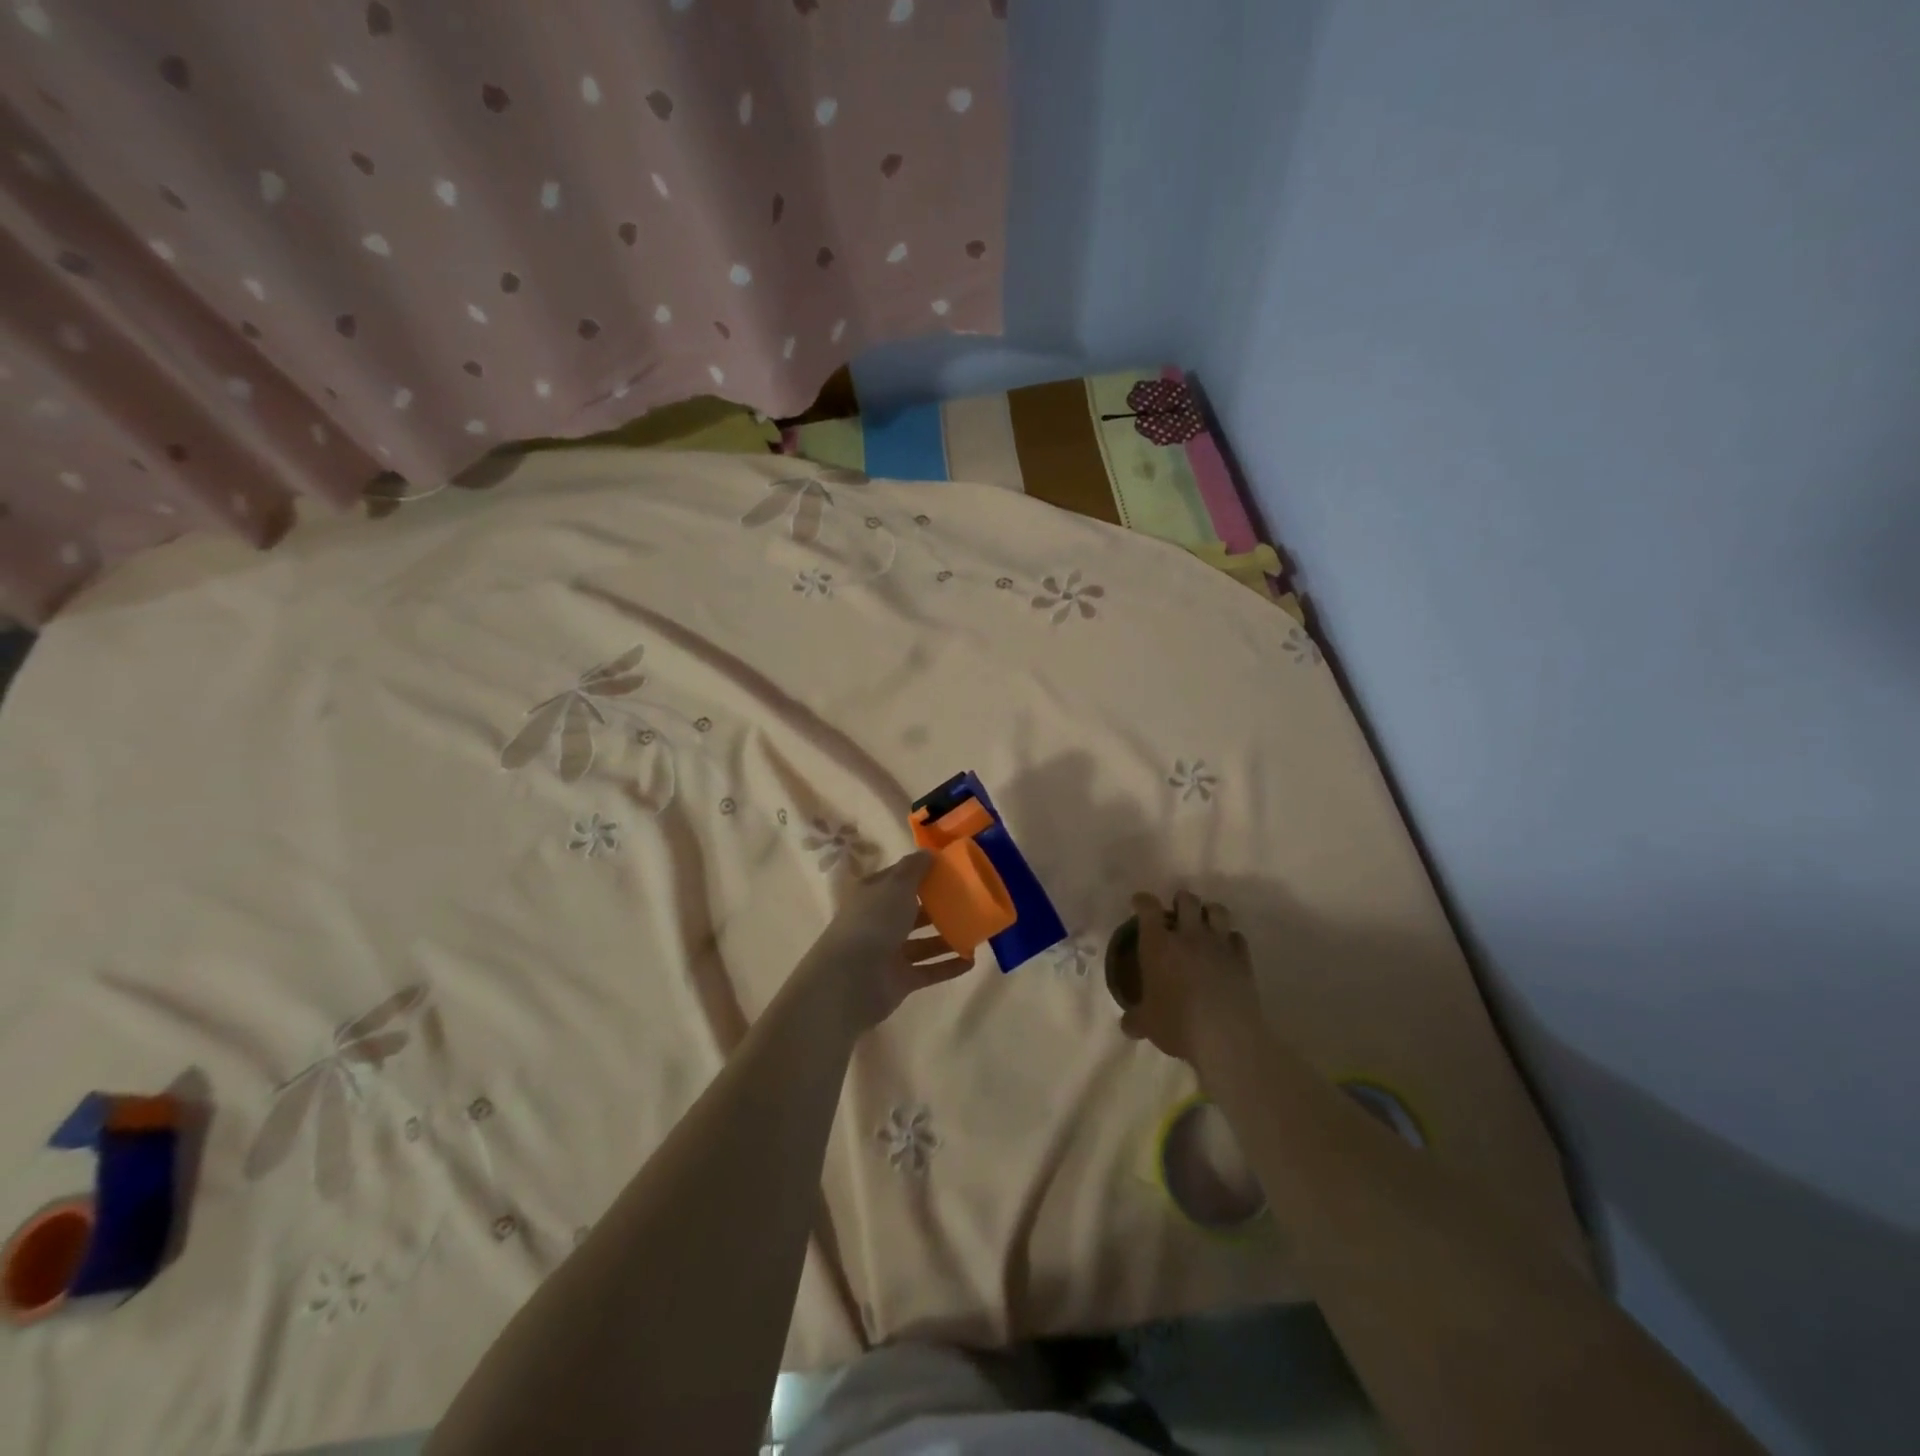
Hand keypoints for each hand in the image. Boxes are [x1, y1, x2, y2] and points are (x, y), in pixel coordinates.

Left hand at [798, 851, 974, 1030]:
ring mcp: (889, 953)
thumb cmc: (873, 922)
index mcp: (872, 895)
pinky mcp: (900, 980)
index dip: (920, 872)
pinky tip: (972, 960)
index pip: (897, 879)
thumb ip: (914, 868)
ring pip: (922, 942)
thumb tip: (929, 852)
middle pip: (911, 910)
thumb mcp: (895, 885)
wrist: (852, 980)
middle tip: (969, 899)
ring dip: (946, 936)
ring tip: (976, 929)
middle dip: (937, 905)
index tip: (950, 868)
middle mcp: (878, 922)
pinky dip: (948, 966)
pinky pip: (929, 970)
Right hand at [1119, 890, 1259, 1062]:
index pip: (1148, 908)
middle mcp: (1189, 936)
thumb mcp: (1147, 1024)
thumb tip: (1127, 1024)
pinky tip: (1225, 950)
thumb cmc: (1177, 1025)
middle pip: (1186, 899)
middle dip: (1180, 901)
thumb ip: (1135, 1018)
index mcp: (1158, 944)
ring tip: (1203, 925)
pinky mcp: (1243, 959)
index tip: (1140, 903)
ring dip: (1208, 913)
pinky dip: (1230, 938)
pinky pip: (1237, 936)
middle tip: (1176, 915)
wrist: (1225, 1038)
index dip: (1143, 901)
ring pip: (1217, 910)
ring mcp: (1219, 944)